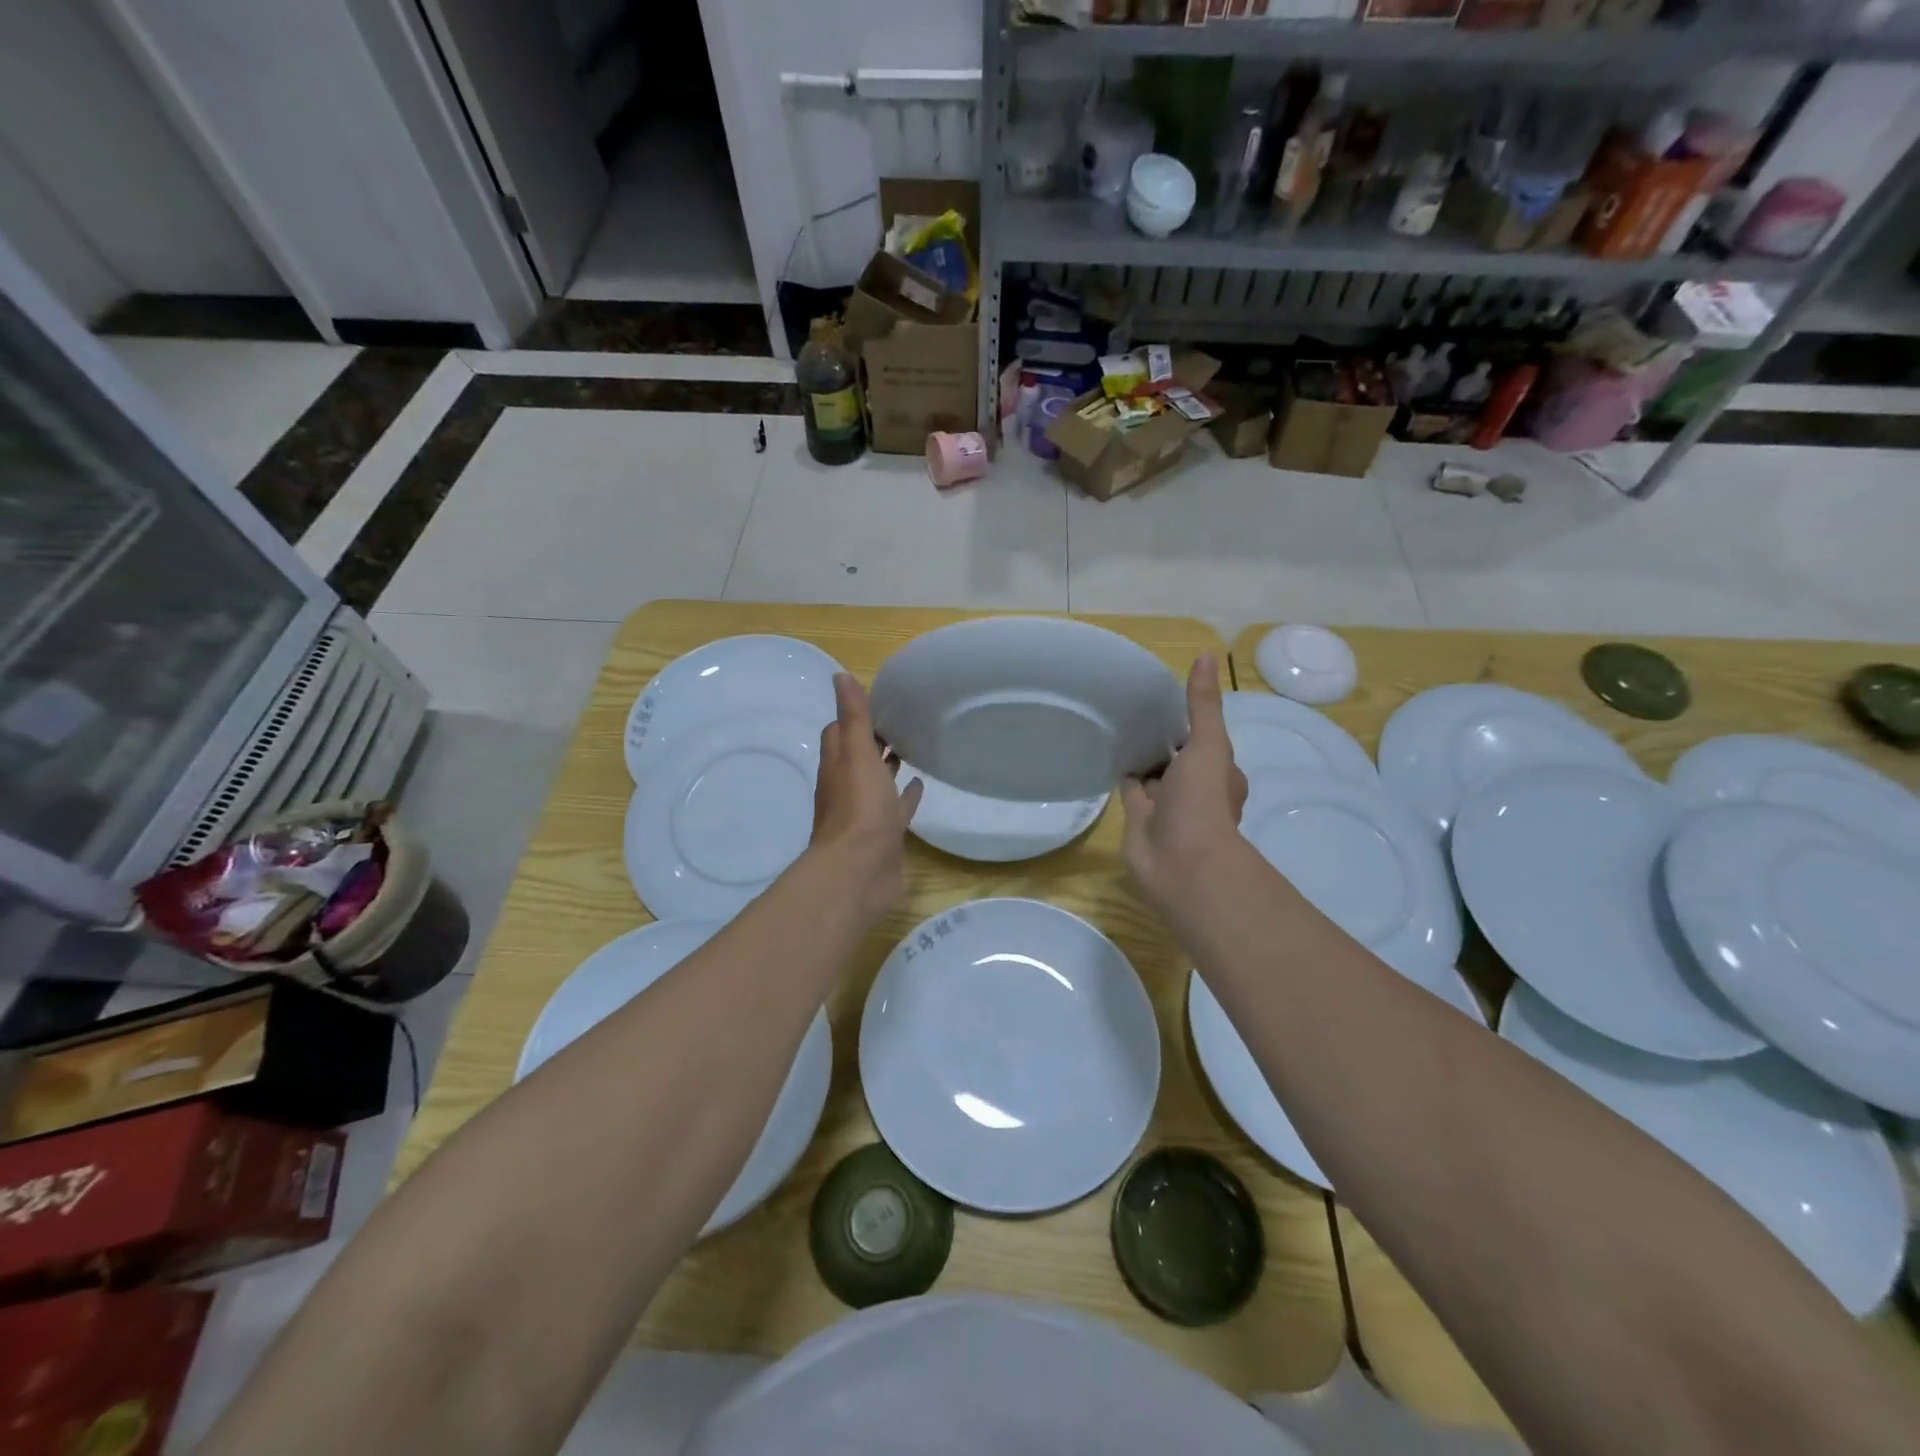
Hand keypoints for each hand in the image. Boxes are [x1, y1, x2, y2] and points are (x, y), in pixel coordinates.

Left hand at [811, 673, 922, 920]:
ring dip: (889, 767)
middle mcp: (847, 787)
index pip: (840, 733)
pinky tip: (921, 786)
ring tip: (912, 748)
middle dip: (874, 740)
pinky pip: (896, 809)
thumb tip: (840, 676)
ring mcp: (866, 813)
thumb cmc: (859, 809)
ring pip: (877, 783)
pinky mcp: (885, 835)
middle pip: (858, 757)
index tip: (880, 702)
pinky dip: (906, 796)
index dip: (855, 717)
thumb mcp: (857, 754)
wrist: (859, 871)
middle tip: (901, 722)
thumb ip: (853, 717)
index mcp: (838, 766)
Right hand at [1120, 654, 1247, 917]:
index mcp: (1218, 773)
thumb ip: (1202, 705)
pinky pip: (1130, 791)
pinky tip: (1108, 755)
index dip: (1188, 724)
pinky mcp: (1139, 818)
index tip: (1166, 701)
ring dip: (1141, 758)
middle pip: (1176, 759)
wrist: (1180, 860)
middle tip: (1136, 710)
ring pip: (1152, 775)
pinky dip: (1122, 775)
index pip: (1203, 742)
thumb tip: (1206, 654)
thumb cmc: (1202, 800)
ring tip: (1119, 726)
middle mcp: (1194, 790)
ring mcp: (1166, 806)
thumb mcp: (1208, 744)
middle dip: (1162, 741)